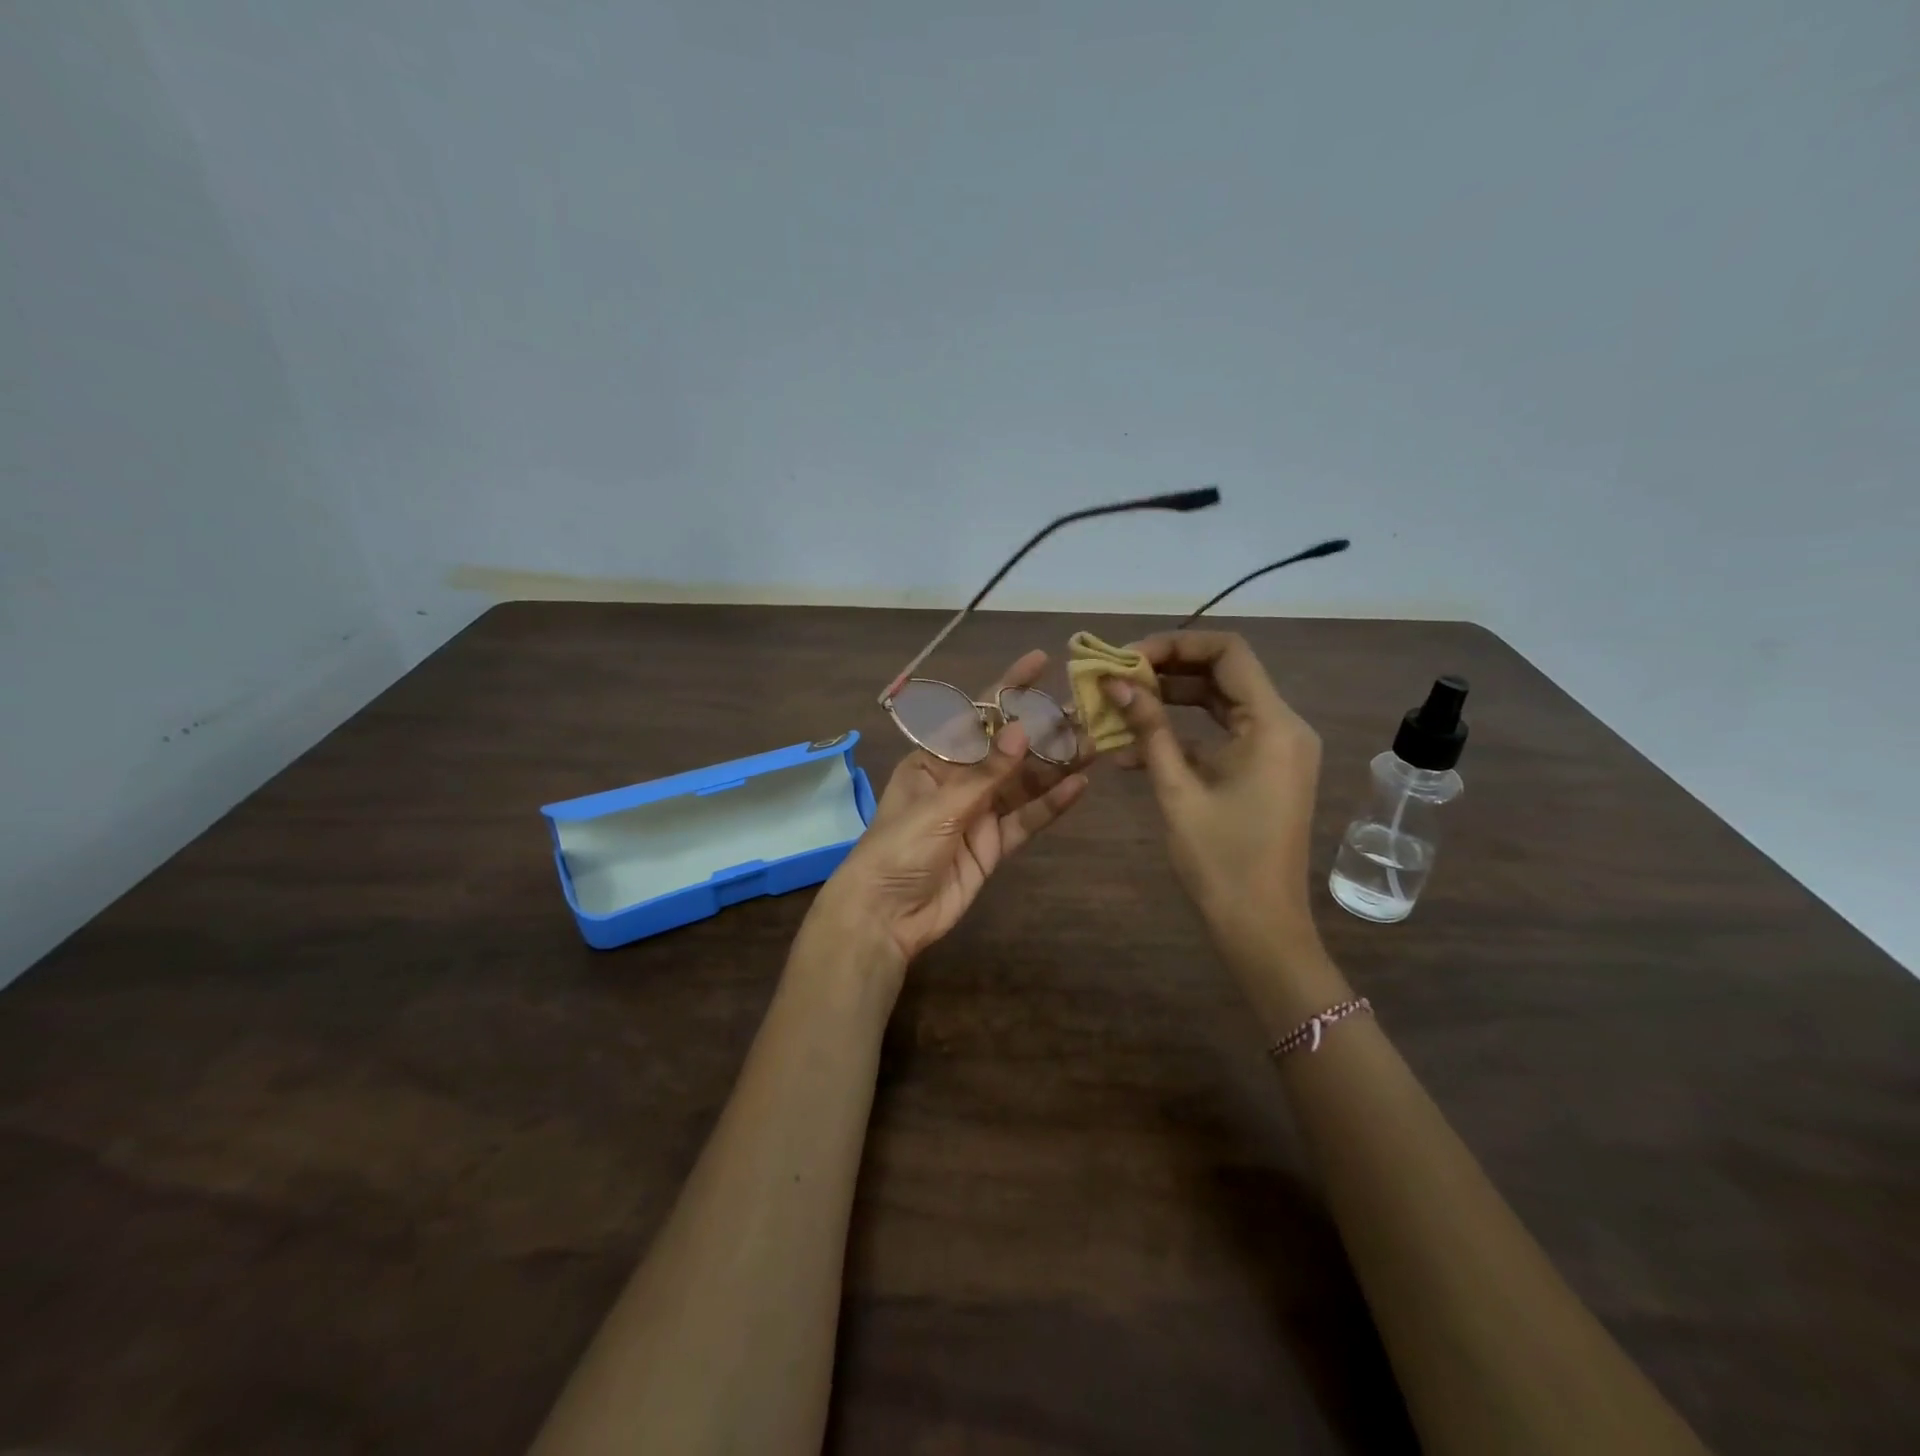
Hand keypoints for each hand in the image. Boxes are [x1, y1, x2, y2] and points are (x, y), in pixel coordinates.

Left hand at [806, 650, 1089, 992]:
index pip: (977, 716)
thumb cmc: (898, 849)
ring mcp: (980, 813)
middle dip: (1044, 729)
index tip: (1041, 661)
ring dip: (1057, 765)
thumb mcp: (940, 806)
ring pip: (1025, 783)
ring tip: (1095, 743)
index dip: (1008, 688)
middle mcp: (960, 780)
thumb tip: (1023, 729)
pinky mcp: (994, 845)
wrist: (886, 916)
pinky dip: (1052, 805)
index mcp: (935, 759)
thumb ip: (986, 772)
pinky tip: (1080, 787)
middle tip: (1087, 710)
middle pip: (1009, 749)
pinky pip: (1027, 819)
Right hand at [1102, 631, 1332, 983]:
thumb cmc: (1220, 860)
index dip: (1175, 644)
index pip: (1227, 652)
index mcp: (1272, 725)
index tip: (1127, 658)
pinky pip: (1221, 733)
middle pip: (1223, 672)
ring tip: (1119, 706)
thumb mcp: (1178, 790)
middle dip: (1167, 670)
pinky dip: (1183, 733)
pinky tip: (1134, 750)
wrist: (1260, 925)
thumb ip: (1149, 730)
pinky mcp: (1263, 768)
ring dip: (1170, 701)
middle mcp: (1282, 726)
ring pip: (1219, 701)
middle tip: (1116, 678)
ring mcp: (1275, 748)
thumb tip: (1116, 683)